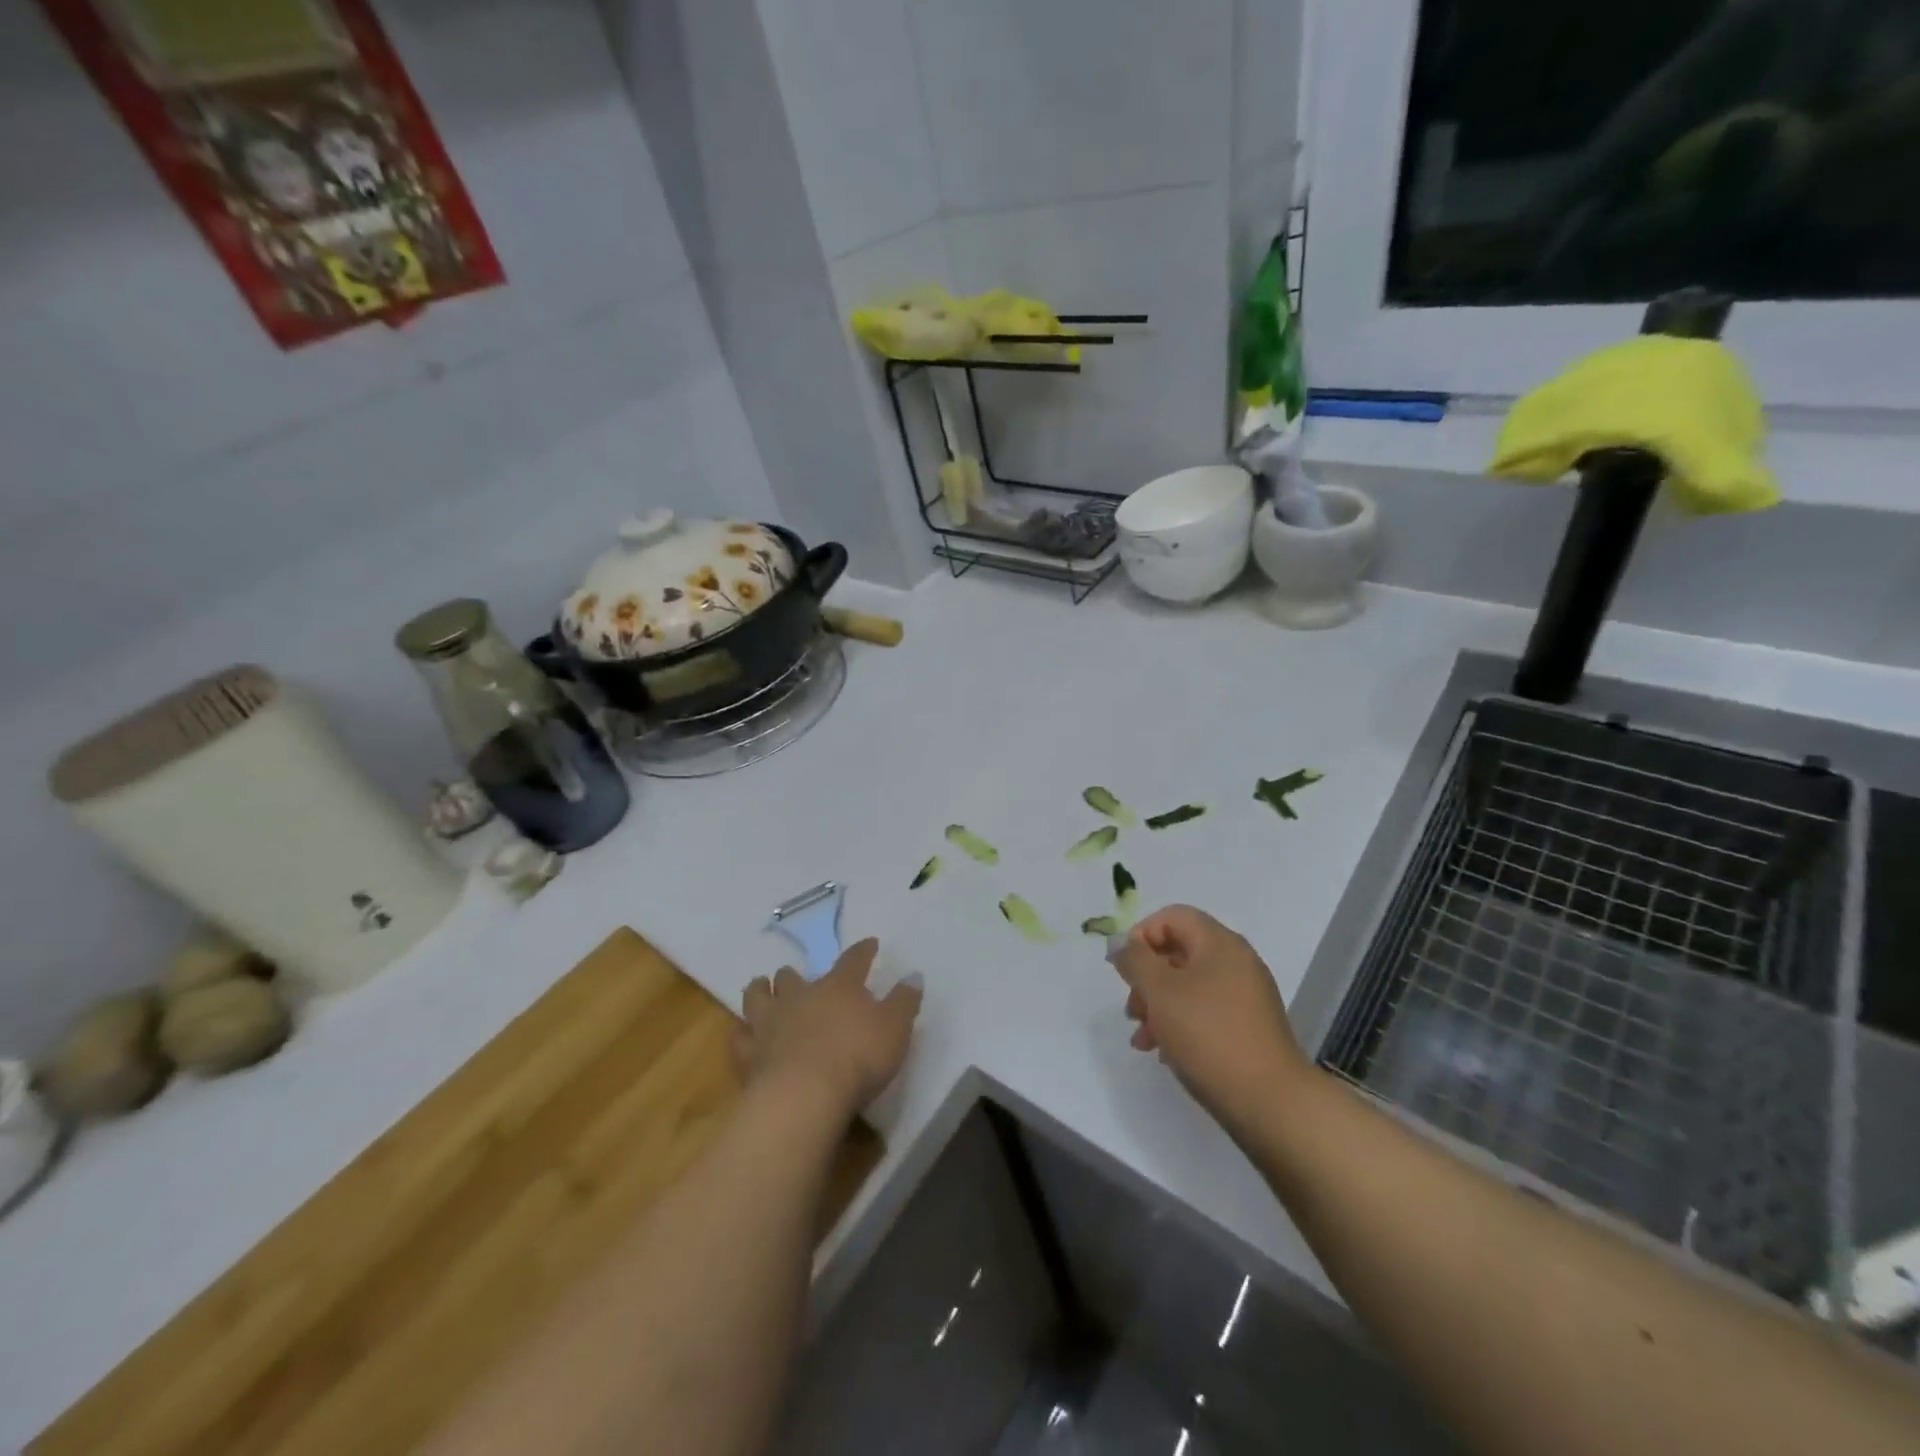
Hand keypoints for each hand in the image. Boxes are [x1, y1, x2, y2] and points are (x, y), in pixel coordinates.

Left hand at [738, 938, 921, 1120]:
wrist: (805, 1095)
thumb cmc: (858, 1057)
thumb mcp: (895, 1028)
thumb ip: (904, 1001)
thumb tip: (913, 976)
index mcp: (839, 988)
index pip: (853, 960)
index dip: (863, 951)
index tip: (870, 944)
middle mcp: (801, 997)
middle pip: (793, 977)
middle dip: (794, 975)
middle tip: (796, 977)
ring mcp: (770, 1024)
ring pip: (758, 997)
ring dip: (761, 990)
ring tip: (761, 987)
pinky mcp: (749, 1055)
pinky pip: (739, 1037)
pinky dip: (742, 1033)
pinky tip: (743, 1034)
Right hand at [1112, 905, 1310, 1130]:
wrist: (1270, 1102)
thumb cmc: (1209, 1035)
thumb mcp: (1160, 992)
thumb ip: (1135, 960)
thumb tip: (1120, 942)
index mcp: (1219, 943)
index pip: (1173, 916)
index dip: (1141, 935)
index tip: (1123, 969)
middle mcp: (1237, 962)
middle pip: (1178, 952)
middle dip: (1146, 979)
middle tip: (1131, 1011)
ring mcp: (1246, 996)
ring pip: (1189, 986)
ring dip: (1158, 1006)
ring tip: (1143, 1041)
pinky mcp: (1248, 1028)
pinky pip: (1205, 1012)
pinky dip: (1181, 1025)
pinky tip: (1167, 1054)